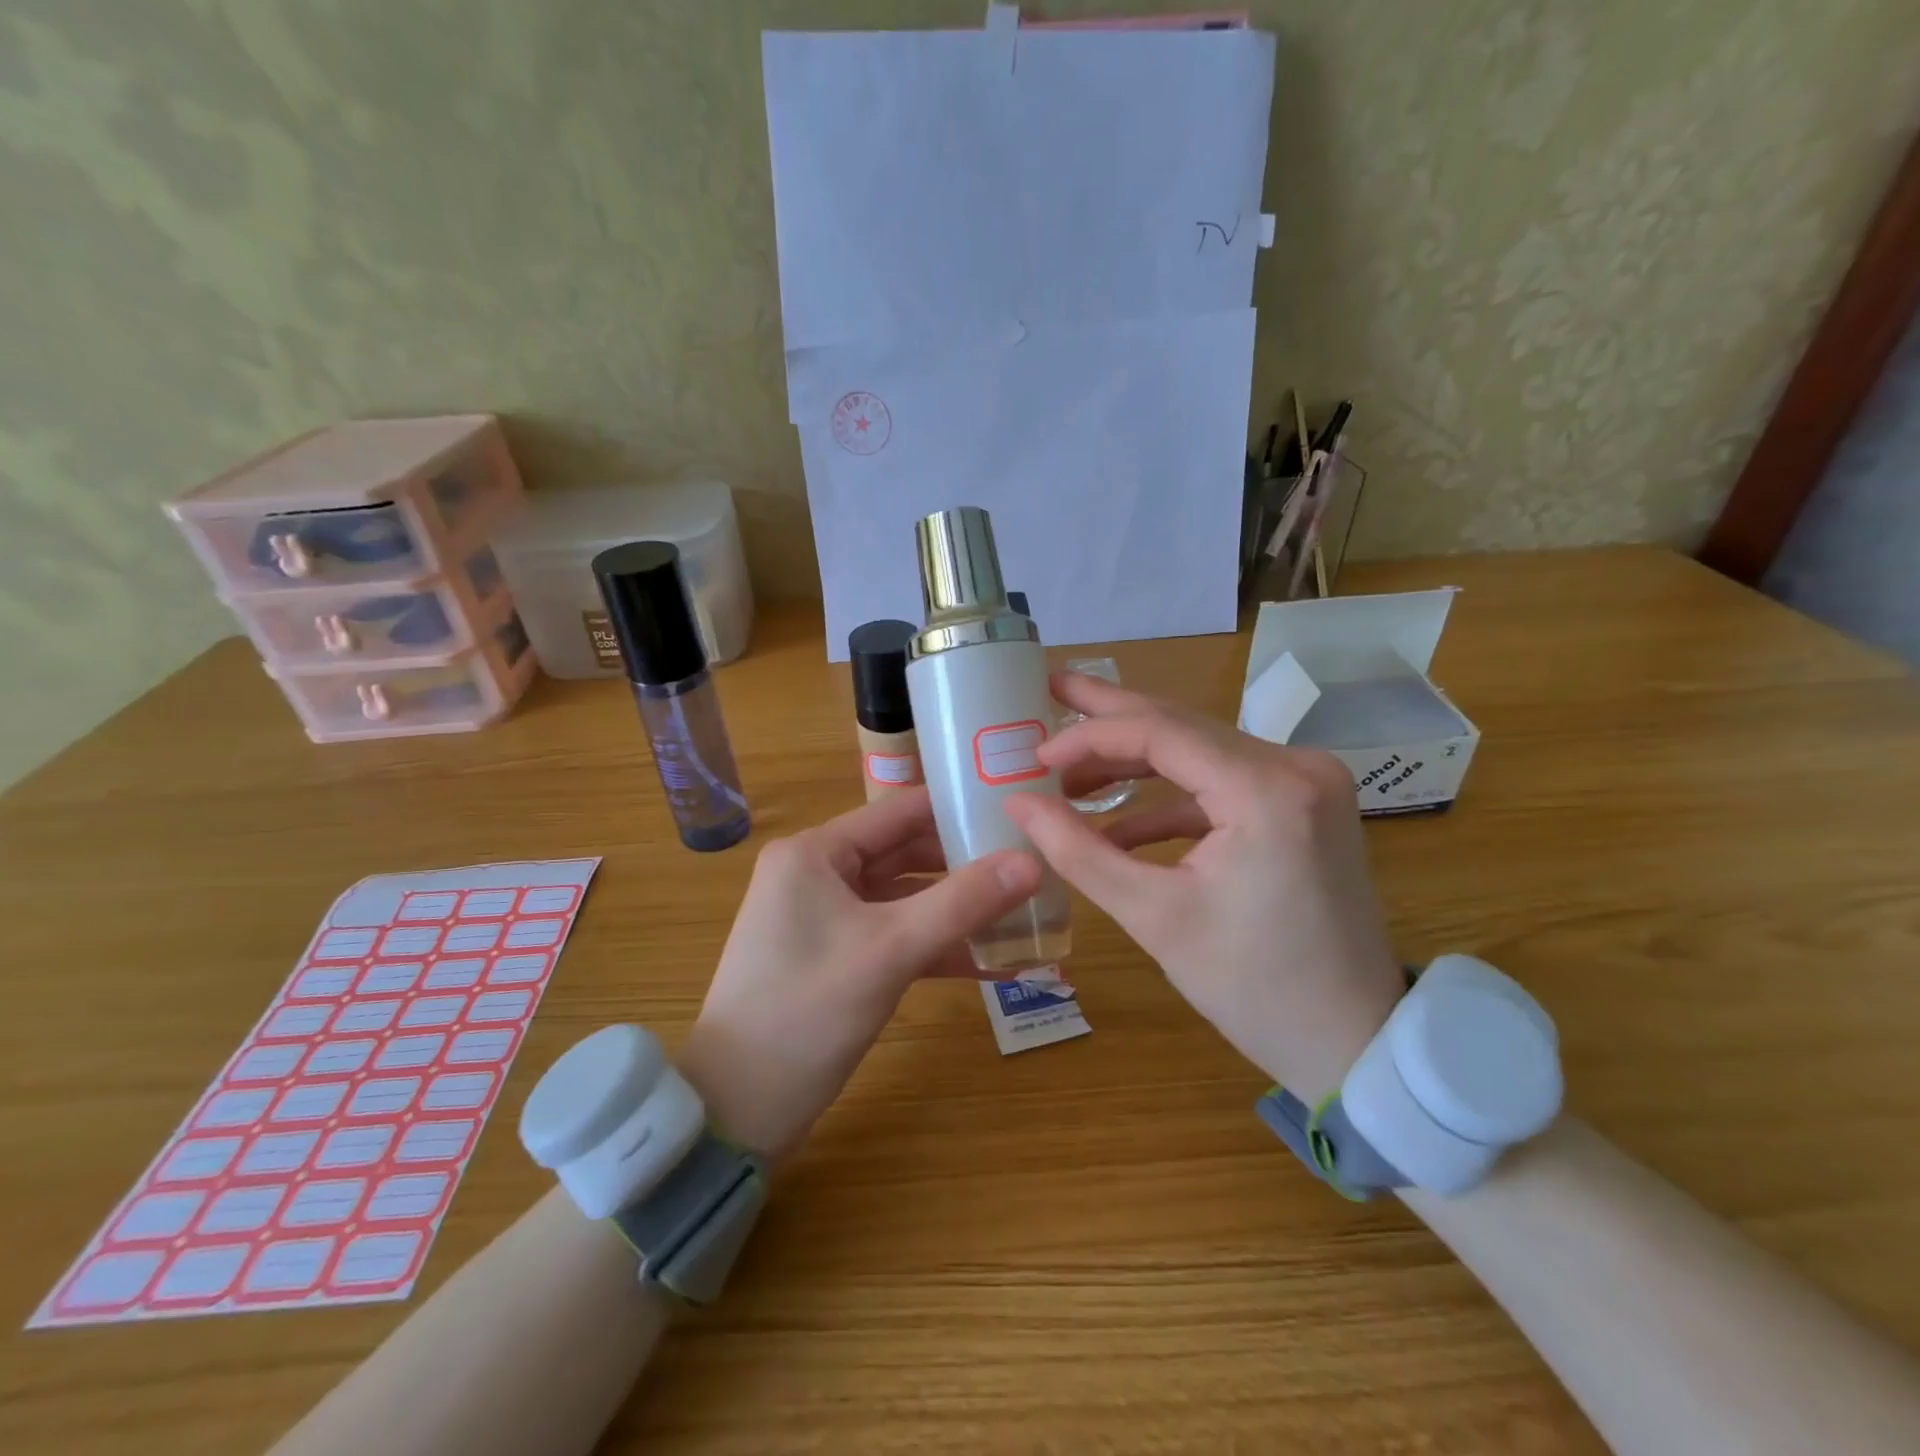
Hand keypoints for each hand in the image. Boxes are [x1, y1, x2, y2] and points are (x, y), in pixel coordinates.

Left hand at [678, 788, 1040, 1161]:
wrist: (735, 1110)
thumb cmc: (805, 1011)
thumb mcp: (890, 950)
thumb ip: (963, 902)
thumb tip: (1033, 862)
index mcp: (816, 852)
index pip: (900, 810)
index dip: (958, 807)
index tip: (1017, 811)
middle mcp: (818, 873)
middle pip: (906, 853)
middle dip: (966, 864)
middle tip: (1032, 865)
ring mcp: (826, 918)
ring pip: (905, 899)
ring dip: (957, 910)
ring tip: (1025, 912)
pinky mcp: (836, 958)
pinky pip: (895, 937)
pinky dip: (936, 947)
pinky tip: (993, 963)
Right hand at [1003, 673, 1404, 1101]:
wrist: (1355, 1041)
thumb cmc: (1253, 988)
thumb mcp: (1154, 917)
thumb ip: (1078, 851)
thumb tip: (1016, 802)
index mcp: (1266, 790)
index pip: (1160, 732)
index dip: (1089, 736)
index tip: (1035, 753)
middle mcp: (1295, 766)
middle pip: (1182, 724)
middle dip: (1108, 714)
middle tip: (1049, 687)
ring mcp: (1305, 782)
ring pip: (1198, 750)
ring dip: (1132, 762)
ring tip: (1066, 767)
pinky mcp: (1301, 804)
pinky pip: (1220, 783)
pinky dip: (1168, 799)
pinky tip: (1116, 822)